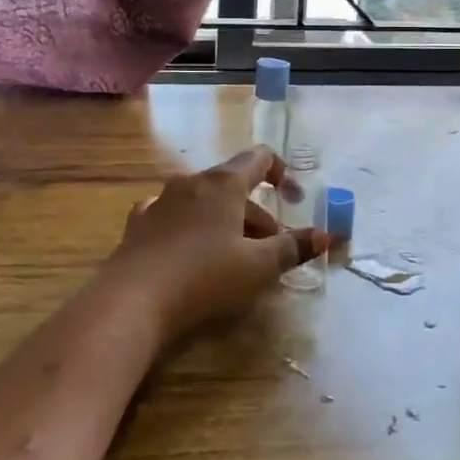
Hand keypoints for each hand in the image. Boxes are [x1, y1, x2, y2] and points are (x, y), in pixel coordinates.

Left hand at [102, 146, 328, 343]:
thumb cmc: (204, 277)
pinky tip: (189, 252)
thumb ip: (293, 248)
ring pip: (205, 202)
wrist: (131, 301)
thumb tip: (327, 235)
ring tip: (234, 258)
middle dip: (257, 215)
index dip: (282, 173)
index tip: (294, 199)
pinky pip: (174, 216)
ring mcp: (161, 200)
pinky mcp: (139, 224)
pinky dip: (191, 228)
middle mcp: (192, 182)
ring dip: (226, 222)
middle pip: (234, 186)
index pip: (260, 158)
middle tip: (270, 251)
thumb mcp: (258, 267)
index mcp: (224, 183)